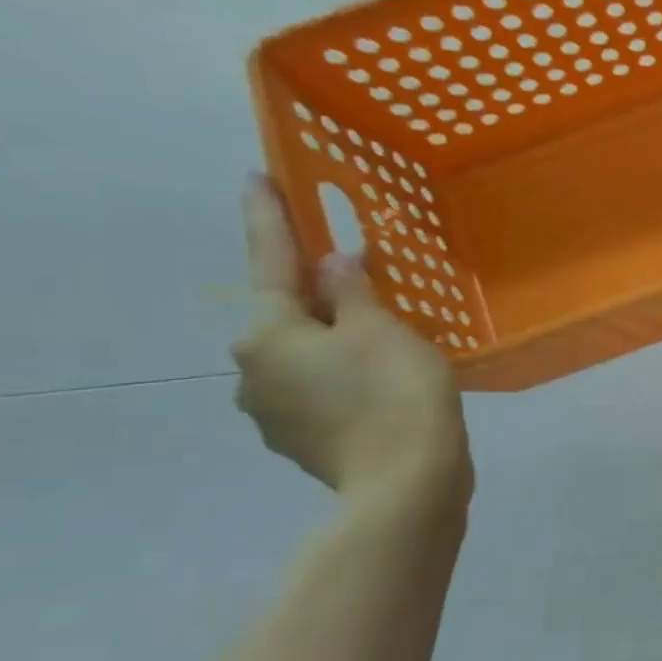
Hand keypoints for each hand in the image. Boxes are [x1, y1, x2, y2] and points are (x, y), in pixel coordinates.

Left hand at [233, 178, 471, 506]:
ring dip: (333, 340)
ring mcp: (272, 412)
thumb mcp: (383, 329)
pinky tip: (379, 382)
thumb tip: (332, 264)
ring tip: (381, 339)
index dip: (269, 216)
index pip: (270, 261)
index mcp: (267, 334)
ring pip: (304, 357)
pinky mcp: (301, 441)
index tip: (256, 176)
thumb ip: (353, 291)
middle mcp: (253, 370)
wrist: (408, 484)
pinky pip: (319, 390)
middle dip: (316, 294)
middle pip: (286, 316)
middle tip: (355, 277)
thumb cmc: (396, 394)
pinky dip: (343, 376)